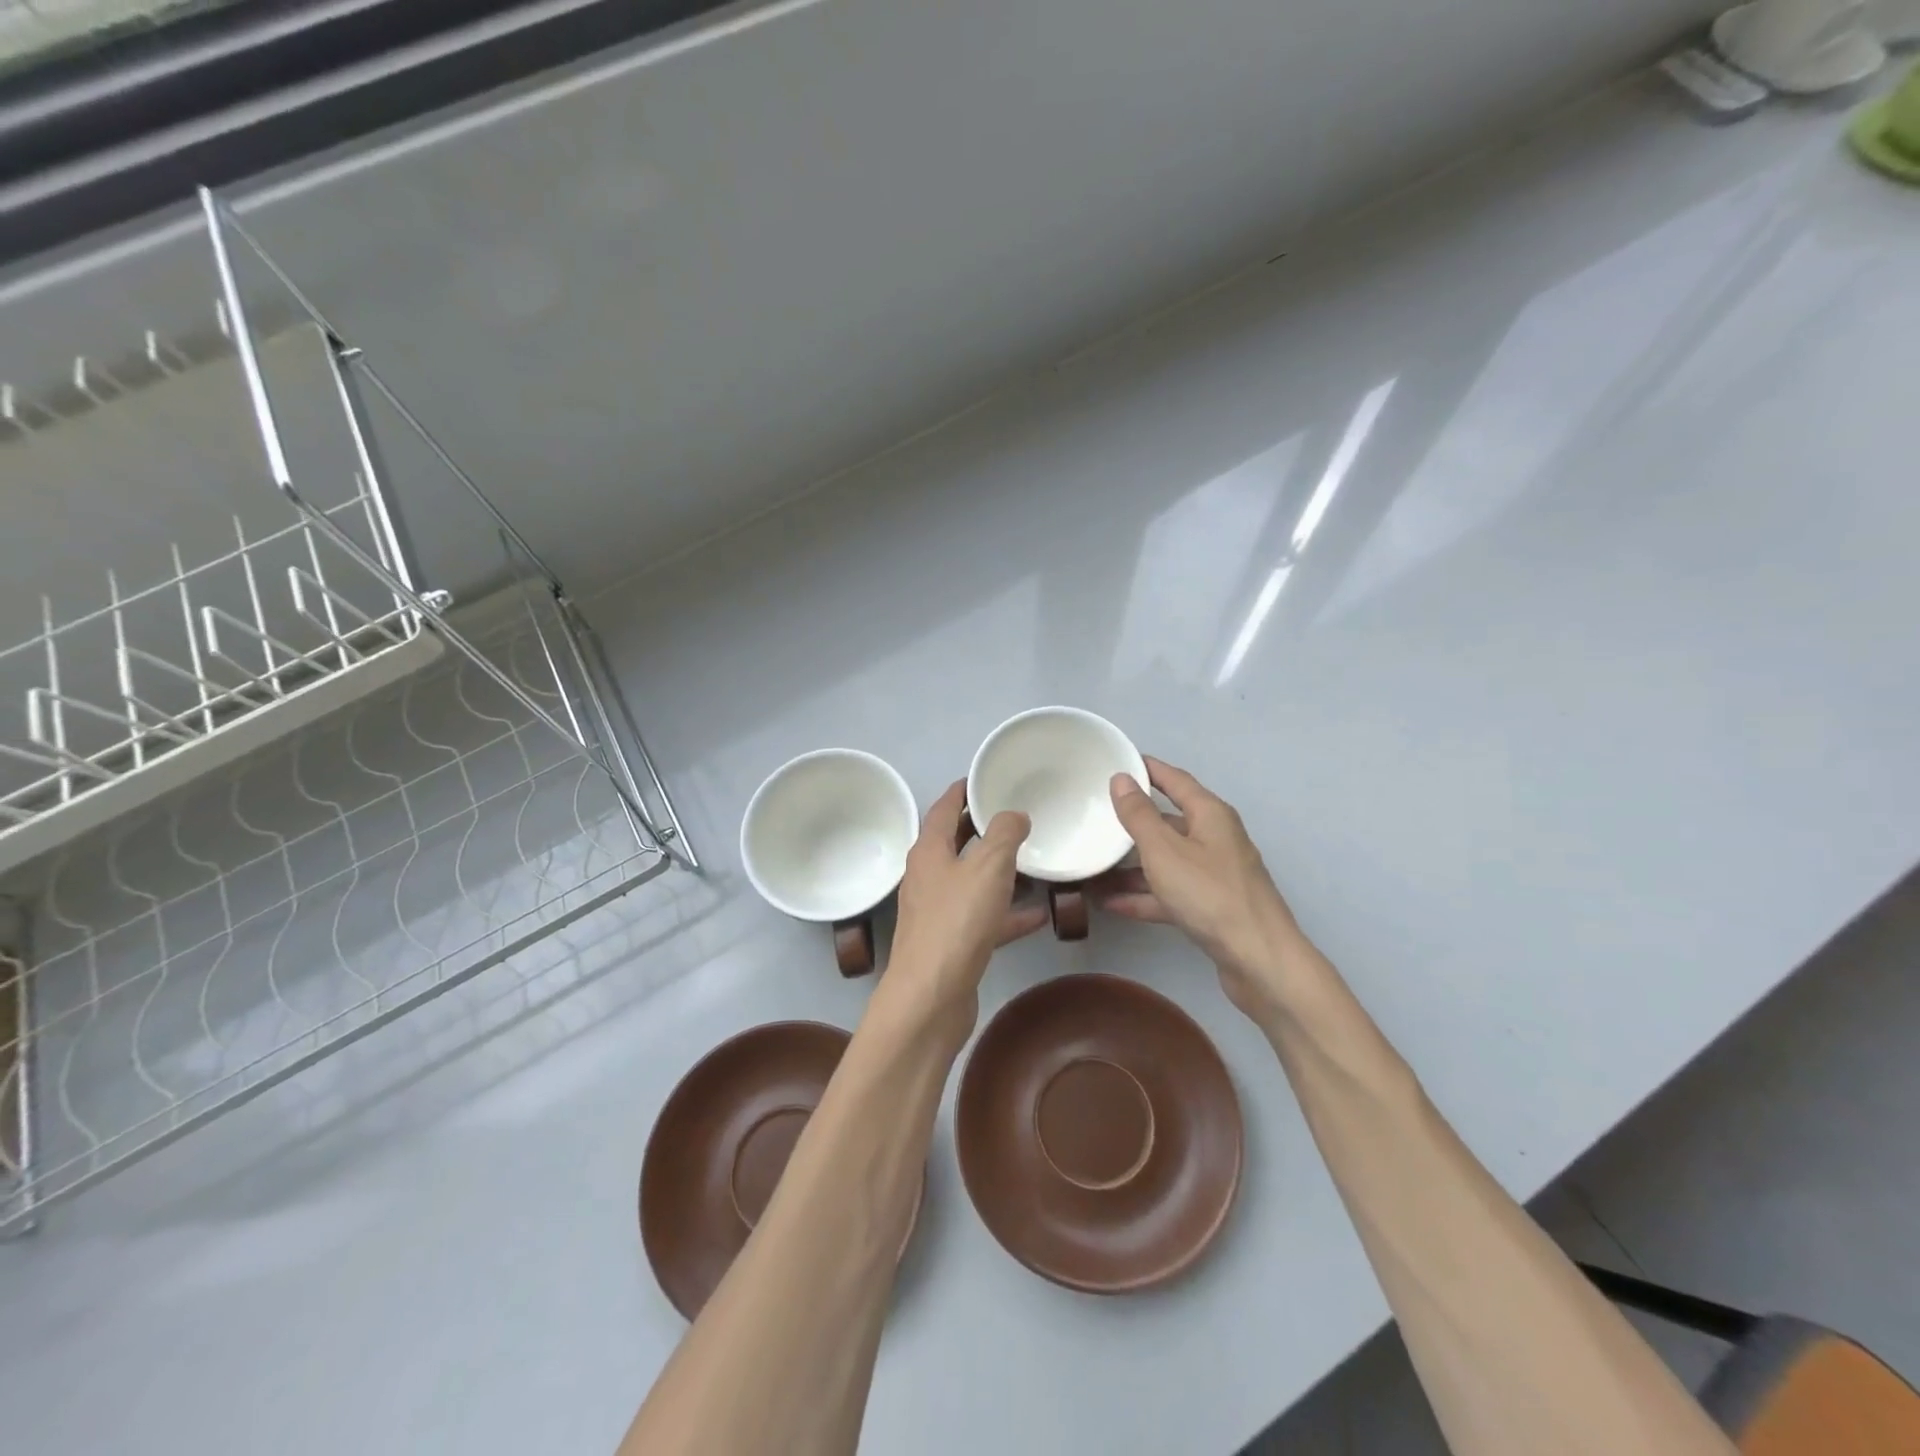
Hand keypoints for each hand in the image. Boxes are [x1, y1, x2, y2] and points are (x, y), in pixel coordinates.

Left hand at [882, 781, 1047, 1034]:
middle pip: (957, 843)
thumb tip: (1014, 815)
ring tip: (1033, 860)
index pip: (944, 808)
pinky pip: (984, 918)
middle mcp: (928, 877)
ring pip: (972, 882)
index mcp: (929, 851)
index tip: (984, 777)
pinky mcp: (952, 944)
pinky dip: (1008, 913)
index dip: (962, 790)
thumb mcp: (988, 866)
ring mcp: (938, 912)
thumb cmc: (957, 921)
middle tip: (1016, 814)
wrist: (931, 997)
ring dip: (999, 871)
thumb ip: (1005, 834)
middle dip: (983, 828)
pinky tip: (1038, 914)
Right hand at [1096, 757, 1309, 1019]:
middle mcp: (1215, 839)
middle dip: (1132, 821)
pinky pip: (1169, 892)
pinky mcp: (1211, 907)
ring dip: (1131, 866)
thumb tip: (1122, 778)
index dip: (1147, 769)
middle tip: (1094, 816)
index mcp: (1210, 815)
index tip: (1118, 760)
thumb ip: (1139, 815)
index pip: (1175, 780)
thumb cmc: (1210, 895)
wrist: (1259, 961)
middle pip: (1169, 821)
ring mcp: (1214, 875)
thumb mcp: (1164, 851)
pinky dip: (1143, 895)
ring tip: (1091, 866)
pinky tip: (1109, 903)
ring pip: (1166, 861)